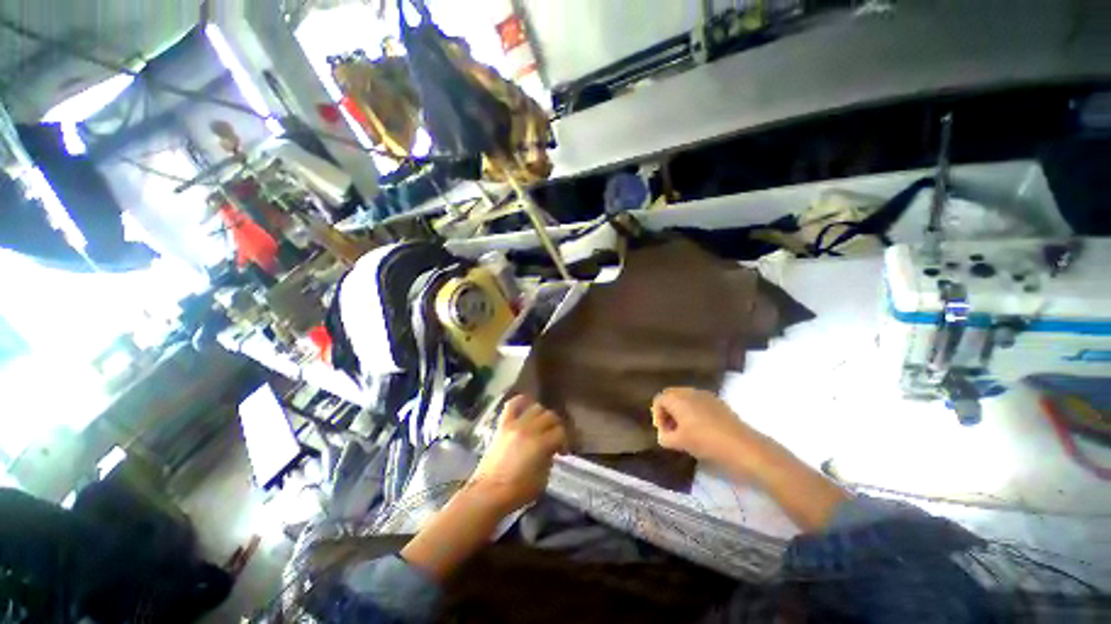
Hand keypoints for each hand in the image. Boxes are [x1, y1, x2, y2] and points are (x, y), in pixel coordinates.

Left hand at [468, 396, 566, 514]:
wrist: (489, 493)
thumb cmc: (518, 491)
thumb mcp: (543, 479)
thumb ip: (549, 458)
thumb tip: (551, 448)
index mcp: (541, 444)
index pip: (561, 432)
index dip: (565, 440)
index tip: (563, 450)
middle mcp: (530, 429)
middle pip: (551, 416)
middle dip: (556, 426)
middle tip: (554, 437)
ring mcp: (515, 425)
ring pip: (536, 408)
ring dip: (542, 415)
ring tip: (541, 425)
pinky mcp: (503, 425)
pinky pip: (512, 405)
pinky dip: (520, 401)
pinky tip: (526, 405)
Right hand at [651, 387, 758, 464]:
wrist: (742, 446)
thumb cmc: (705, 441)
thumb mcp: (679, 443)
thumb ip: (664, 437)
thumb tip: (663, 435)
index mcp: (677, 398)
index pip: (658, 400)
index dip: (657, 416)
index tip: (665, 433)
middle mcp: (689, 391)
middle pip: (671, 396)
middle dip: (668, 412)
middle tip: (673, 430)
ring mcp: (705, 395)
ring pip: (685, 399)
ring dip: (681, 412)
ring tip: (687, 431)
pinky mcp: (718, 402)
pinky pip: (699, 402)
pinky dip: (695, 412)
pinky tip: (702, 429)